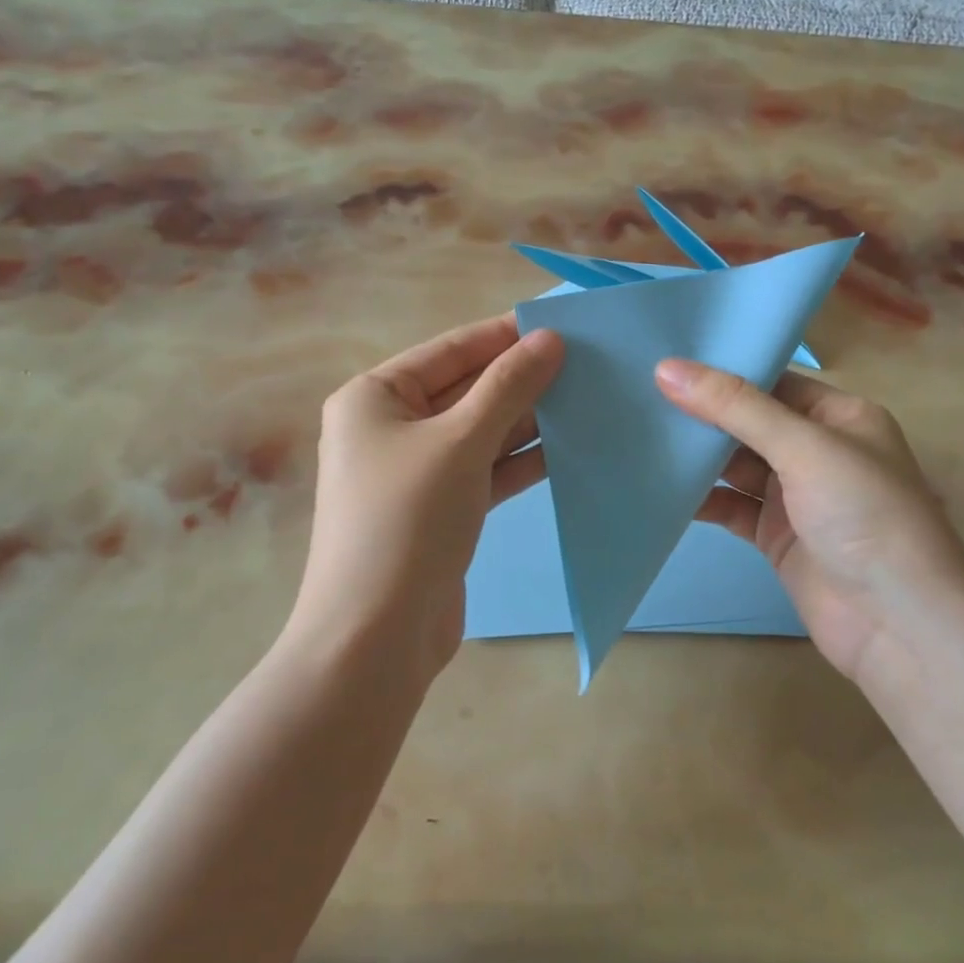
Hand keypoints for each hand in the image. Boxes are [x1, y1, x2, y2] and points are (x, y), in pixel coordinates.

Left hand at [297, 314, 563, 679]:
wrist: (376, 637)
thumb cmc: (407, 521)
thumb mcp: (460, 443)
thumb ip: (508, 387)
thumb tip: (549, 339)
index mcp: (374, 398)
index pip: (450, 350)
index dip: (506, 335)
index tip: (563, 325)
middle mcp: (390, 428)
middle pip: (466, 390)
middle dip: (522, 379)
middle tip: (588, 364)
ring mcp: (415, 473)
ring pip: (480, 432)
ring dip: (528, 420)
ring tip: (588, 401)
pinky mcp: (439, 511)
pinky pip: (484, 471)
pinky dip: (520, 461)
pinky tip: (568, 449)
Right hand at [655, 359, 963, 686]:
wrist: (898, 625)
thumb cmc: (865, 516)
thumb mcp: (803, 448)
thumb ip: (736, 407)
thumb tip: (666, 369)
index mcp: (840, 417)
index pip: (773, 382)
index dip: (724, 371)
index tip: (666, 361)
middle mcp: (819, 451)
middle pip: (750, 423)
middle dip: (702, 414)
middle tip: (640, 395)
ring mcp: (797, 496)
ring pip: (736, 466)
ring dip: (697, 457)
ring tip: (641, 436)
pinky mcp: (776, 536)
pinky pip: (731, 507)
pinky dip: (702, 499)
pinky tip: (663, 490)